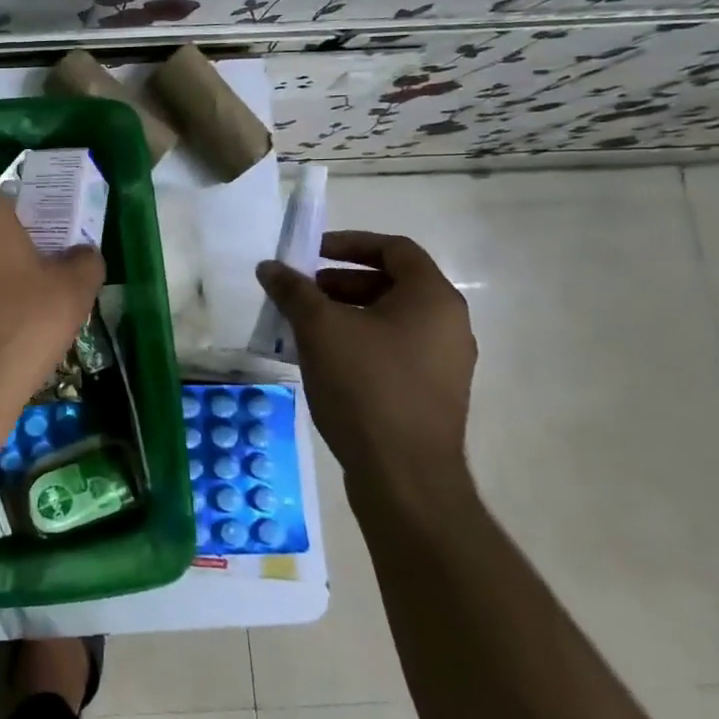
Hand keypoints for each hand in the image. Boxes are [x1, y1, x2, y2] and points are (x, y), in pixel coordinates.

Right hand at [256, 231, 476, 496]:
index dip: (349, 243)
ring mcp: (443, 363)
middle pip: (392, 284)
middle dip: (341, 282)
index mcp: (433, 299)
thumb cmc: (365, 386)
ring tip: (304, 327)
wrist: (404, 476)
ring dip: (346, 313)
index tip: (311, 254)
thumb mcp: (319, 329)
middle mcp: (448, 325)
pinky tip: (324, 361)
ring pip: (390, 320)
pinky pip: (393, 351)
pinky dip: (358, 342)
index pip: (395, 249)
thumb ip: (294, 291)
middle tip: (302, 292)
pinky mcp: (431, 394)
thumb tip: (270, 267)